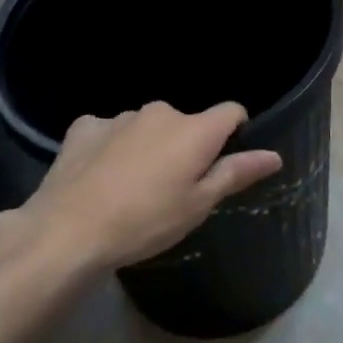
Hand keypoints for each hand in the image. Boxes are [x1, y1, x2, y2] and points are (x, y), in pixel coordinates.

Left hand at [13, 101, 282, 272]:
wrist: (68, 231)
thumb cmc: (145, 222)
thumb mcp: (198, 206)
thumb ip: (236, 173)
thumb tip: (274, 155)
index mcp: (195, 130)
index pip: (231, 111)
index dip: (234, 131)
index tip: (223, 160)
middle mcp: (161, 112)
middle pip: (186, 123)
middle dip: (185, 146)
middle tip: (172, 188)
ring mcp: (120, 117)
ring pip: (146, 127)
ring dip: (147, 146)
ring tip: (131, 187)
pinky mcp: (84, 127)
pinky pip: (108, 131)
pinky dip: (110, 147)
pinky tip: (99, 176)